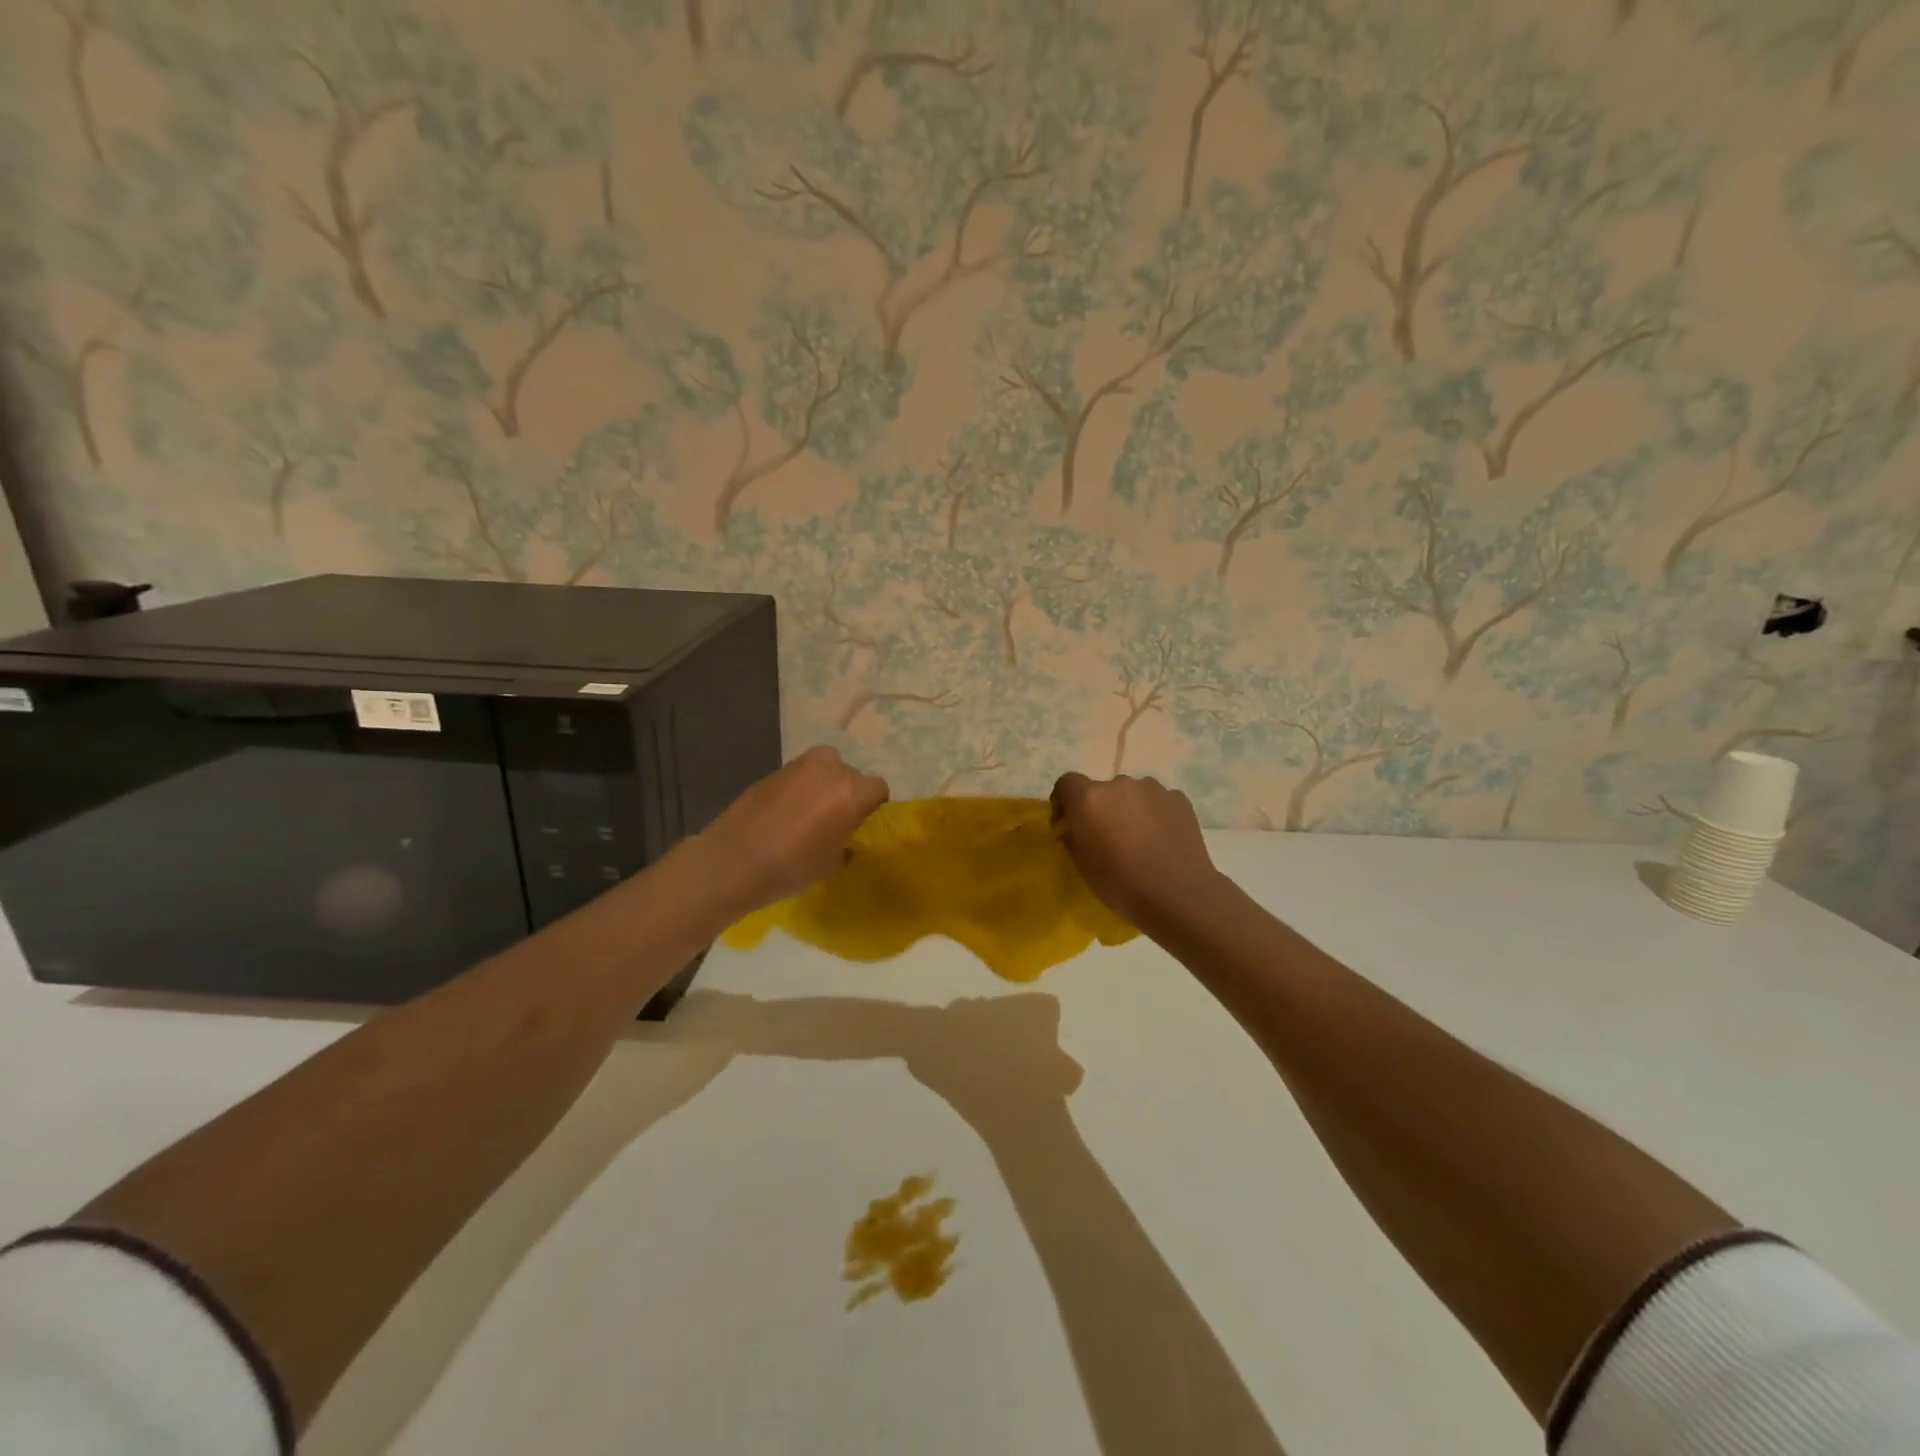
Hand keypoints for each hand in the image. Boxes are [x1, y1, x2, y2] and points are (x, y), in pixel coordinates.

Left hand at [696, 746, 888, 912]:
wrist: (733, 861)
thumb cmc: (791, 867)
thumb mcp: (832, 863)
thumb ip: (847, 841)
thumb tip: (846, 836)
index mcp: (852, 791)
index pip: (878, 789)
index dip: (873, 807)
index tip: (862, 825)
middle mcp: (830, 769)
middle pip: (851, 775)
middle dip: (848, 793)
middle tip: (837, 820)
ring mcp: (799, 766)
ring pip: (824, 769)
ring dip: (824, 786)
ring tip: (811, 814)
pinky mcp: (774, 770)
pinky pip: (799, 776)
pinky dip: (800, 789)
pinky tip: (787, 813)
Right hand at [1050, 772, 1221, 926]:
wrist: (1179, 895)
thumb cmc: (1122, 883)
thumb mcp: (1082, 865)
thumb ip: (1072, 837)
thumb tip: (1073, 828)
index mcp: (1089, 798)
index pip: (1066, 783)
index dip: (1063, 801)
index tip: (1067, 823)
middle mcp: (1119, 783)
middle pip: (1102, 790)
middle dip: (1100, 808)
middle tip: (1107, 837)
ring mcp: (1153, 789)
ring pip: (1132, 794)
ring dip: (1128, 810)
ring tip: (1138, 839)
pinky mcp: (1179, 799)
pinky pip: (1157, 802)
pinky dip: (1154, 815)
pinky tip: (1161, 840)